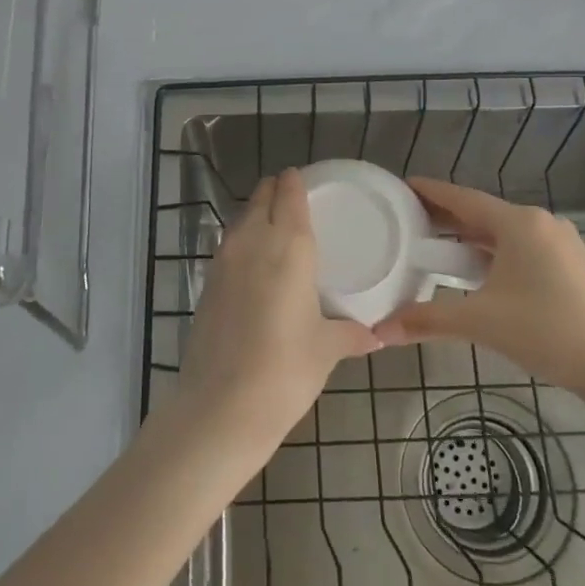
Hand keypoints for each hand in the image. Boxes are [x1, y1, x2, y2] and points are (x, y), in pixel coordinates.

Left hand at [179, 169, 379, 452]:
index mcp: (289, 247)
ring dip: (256, 214)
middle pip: (261, 198)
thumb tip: (378, 335)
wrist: (220, 406)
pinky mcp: (206, 283)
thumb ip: (352, 334)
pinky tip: (254, 265)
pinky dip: (241, 242)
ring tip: (275, 228)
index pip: (289, 195)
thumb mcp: (326, 349)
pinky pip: (227, 246)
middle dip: (275, 192)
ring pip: (240, 220)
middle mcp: (253, 242)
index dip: (296, 182)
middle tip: (294, 200)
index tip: (304, 179)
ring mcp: (223, 261)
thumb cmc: (285, 370)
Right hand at [372, 179, 584, 394]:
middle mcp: (540, 223)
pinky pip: (520, 247)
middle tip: (408, 220)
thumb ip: (426, 320)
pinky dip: (492, 252)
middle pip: (482, 213)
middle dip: (445, 217)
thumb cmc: (546, 331)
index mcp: (518, 223)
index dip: (429, 192)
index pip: (462, 198)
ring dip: (469, 237)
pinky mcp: (571, 265)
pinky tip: (476, 270)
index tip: (401, 186)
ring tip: (435, 246)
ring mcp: (560, 243)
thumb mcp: (480, 322)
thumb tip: (380, 331)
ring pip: (503, 232)